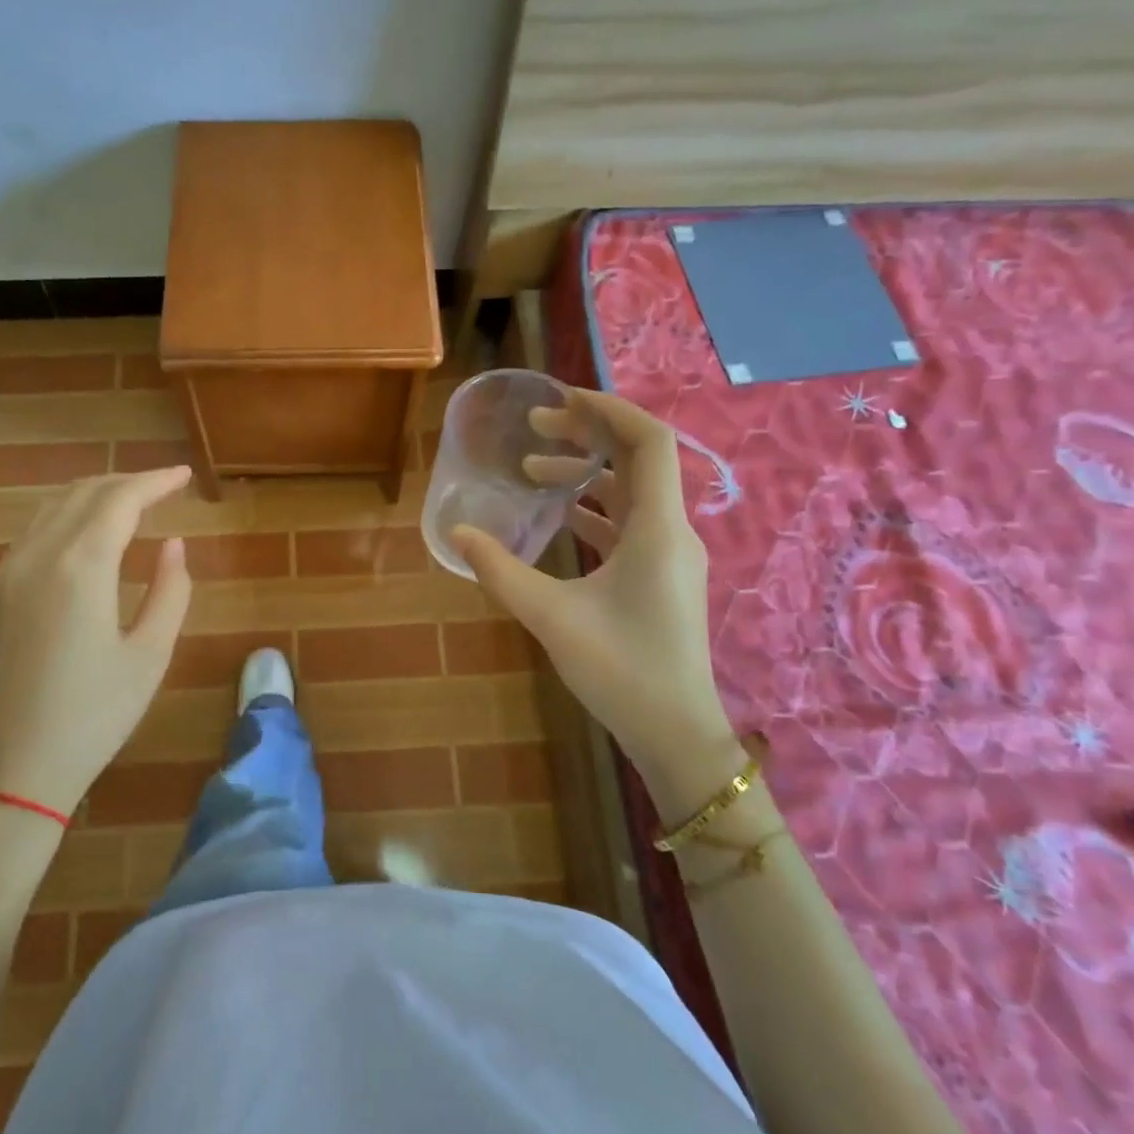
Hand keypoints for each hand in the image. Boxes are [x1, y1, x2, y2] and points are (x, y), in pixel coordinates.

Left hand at [0, 467, 193, 815]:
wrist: (3, 775)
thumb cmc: (89, 719)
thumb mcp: (149, 657)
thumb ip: (170, 592)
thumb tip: (173, 545)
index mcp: (80, 566)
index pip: (121, 499)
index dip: (156, 481)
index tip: (185, 475)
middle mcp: (37, 556)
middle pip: (83, 493)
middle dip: (127, 482)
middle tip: (164, 487)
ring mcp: (7, 574)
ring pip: (52, 508)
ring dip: (94, 495)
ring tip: (130, 503)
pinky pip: (33, 533)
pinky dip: (66, 517)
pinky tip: (86, 536)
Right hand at [452, 389, 741, 812]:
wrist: (675, 734)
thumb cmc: (621, 670)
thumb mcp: (551, 617)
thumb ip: (501, 571)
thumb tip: (458, 533)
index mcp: (657, 529)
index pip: (649, 441)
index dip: (609, 409)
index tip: (561, 398)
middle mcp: (671, 531)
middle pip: (639, 459)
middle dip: (589, 433)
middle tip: (535, 427)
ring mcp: (669, 555)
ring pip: (631, 492)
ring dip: (587, 472)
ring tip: (533, 468)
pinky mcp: (660, 576)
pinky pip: (628, 523)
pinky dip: (594, 508)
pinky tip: (556, 515)